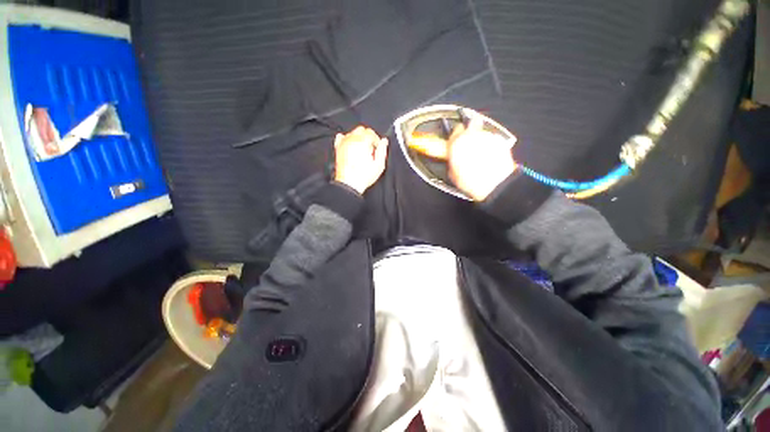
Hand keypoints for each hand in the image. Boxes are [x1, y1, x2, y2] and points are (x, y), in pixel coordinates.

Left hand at [334, 126, 388, 193]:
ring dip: (359, 138)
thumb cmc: (363, 176)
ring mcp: (343, 143)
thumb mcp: (379, 165)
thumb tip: (384, 141)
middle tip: (371, 150)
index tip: (378, 149)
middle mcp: (352, 139)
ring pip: (352, 133)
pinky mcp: (338, 148)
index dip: (376, 141)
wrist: (349, 184)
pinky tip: (351, 147)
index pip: (371, 133)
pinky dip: (347, 139)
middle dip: (367, 138)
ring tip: (362, 151)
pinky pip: (341, 137)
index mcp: (362, 141)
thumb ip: (382, 150)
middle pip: (361, 130)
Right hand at [448, 116, 516, 200]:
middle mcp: (472, 136)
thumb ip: (452, 160)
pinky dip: (490, 145)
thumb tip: (452, 158)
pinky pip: (492, 140)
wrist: (494, 185)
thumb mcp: (453, 174)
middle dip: (470, 134)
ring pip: (482, 133)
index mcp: (457, 143)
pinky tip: (490, 157)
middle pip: (471, 126)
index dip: (456, 136)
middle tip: (470, 146)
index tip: (457, 140)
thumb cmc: (472, 182)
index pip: (455, 130)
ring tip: (481, 156)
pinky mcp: (499, 140)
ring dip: (480, 141)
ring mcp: (487, 136)